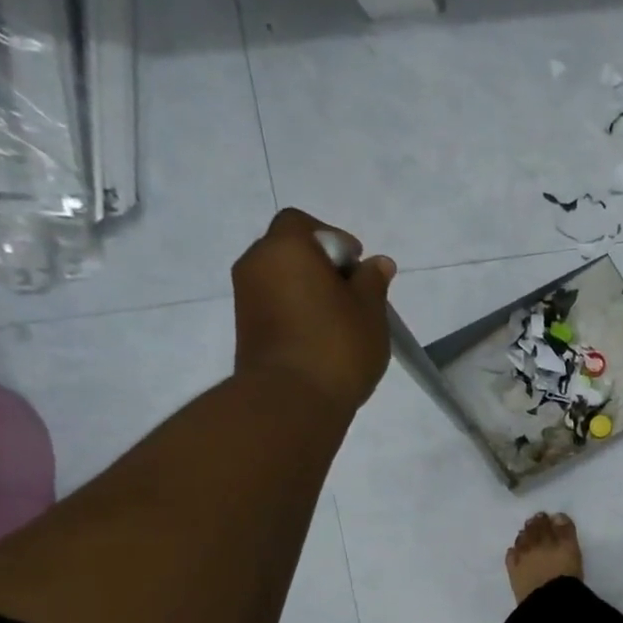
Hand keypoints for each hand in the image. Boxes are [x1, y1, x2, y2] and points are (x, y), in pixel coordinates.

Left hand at [231, 207, 395, 417]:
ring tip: (341, 323)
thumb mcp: (370, 310)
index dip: (333, 239)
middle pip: (290, 251)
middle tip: (353, 297)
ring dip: (309, 292)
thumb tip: (377, 263)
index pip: (303, 224)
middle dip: (321, 267)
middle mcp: (256, 263)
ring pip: (282, 280)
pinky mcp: (245, 327)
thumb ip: (373, 281)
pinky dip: (297, 312)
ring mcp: (246, 297)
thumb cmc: (337, 345)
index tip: (356, 269)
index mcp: (286, 248)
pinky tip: (322, 339)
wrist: (291, 399)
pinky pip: (275, 305)